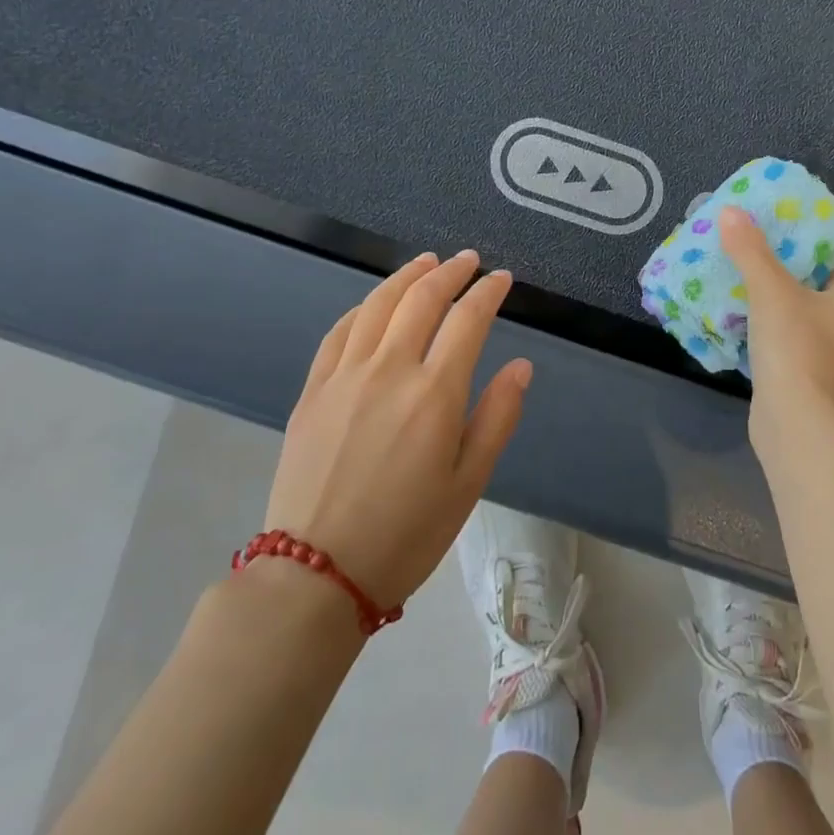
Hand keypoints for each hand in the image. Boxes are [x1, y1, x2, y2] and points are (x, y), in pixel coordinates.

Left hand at [264, 250, 531, 608]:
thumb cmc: (406, 534)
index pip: (468, 320)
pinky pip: (340, 331)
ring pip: (378, 305)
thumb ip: (497, 417)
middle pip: (422, 299)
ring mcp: (345, 375)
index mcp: (435, 393)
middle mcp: (390, 369)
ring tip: (426, 262)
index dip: (488, 292)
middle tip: (468, 260)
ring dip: (406, 276)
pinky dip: (364, 307)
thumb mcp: (469, 484)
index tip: (502, 278)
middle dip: (450, 272)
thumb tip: (521, 365)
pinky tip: (375, 303)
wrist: (316, 574)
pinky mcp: (313, 390)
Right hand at [718, 205, 833, 435]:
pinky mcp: (800, 375)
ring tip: (733, 274)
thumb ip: (750, 250)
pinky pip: (780, 339)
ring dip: (766, 299)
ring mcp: (823, 355)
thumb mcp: (770, 290)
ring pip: (792, 314)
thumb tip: (730, 211)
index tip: (774, 225)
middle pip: (809, 285)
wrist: (793, 422)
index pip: (831, 259)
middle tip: (745, 246)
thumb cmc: (794, 347)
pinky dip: (760, 327)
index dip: (804, 240)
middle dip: (777, 268)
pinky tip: (733, 315)